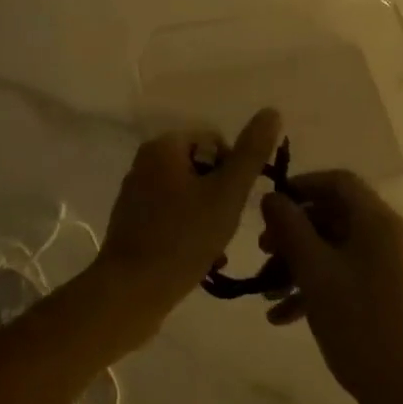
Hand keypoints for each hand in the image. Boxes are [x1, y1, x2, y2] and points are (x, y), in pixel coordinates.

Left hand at [93, 108, 283, 342]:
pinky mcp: (133, 223)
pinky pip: (173, 216)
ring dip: (209, 218)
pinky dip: (190, 231)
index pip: (216, 142)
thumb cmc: (182, 238)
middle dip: (221, 198)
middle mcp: (145, 162)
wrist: (131, 292)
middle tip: (226, 228)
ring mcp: (136, 194)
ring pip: (190, 195)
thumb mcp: (227, 194)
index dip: (234, 172)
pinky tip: (200, 259)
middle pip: (203, 169)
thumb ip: (251, 153)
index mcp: (164, 147)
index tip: (235, 204)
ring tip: (216, 249)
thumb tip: (272, 111)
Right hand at [260, 171, 402, 403]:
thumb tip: (271, 197)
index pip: (338, 182)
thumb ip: (290, 229)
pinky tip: (281, 317)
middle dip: (293, 232)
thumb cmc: (359, 323)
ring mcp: (386, 268)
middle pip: (332, 216)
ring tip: (266, 290)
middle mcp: (385, 237)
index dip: (301, 186)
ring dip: (297, 264)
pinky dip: (313, 288)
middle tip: (262, 251)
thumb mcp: (315, 272)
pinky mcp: (382, 297)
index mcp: (376, 221)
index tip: (269, 206)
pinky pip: (342, 277)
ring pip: (333, 249)